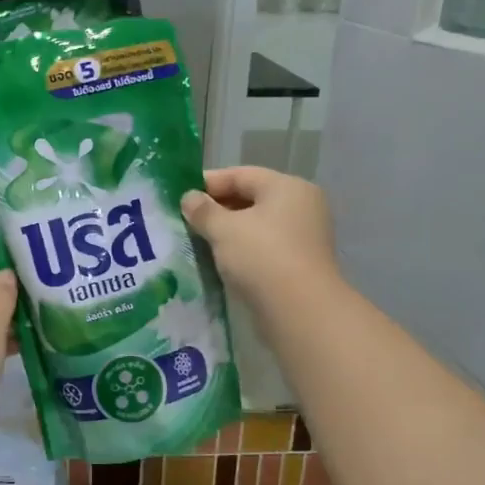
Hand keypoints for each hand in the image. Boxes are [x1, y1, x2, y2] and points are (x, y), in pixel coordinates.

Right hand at [182, 166, 337, 301]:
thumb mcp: (224, 229)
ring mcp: (304, 236)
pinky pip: (265, 247)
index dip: (208, 183)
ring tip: (199, 241)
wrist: (300, 310)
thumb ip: (203, 210)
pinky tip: (220, 260)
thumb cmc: (261, 256)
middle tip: (186, 220)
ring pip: (257, 225)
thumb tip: (189, 198)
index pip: (241, 174)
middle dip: (217, 208)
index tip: (180, 195)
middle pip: (251, 198)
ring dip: (229, 231)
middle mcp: (301, 205)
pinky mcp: (300, 263)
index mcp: (287, 187)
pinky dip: (243, 250)